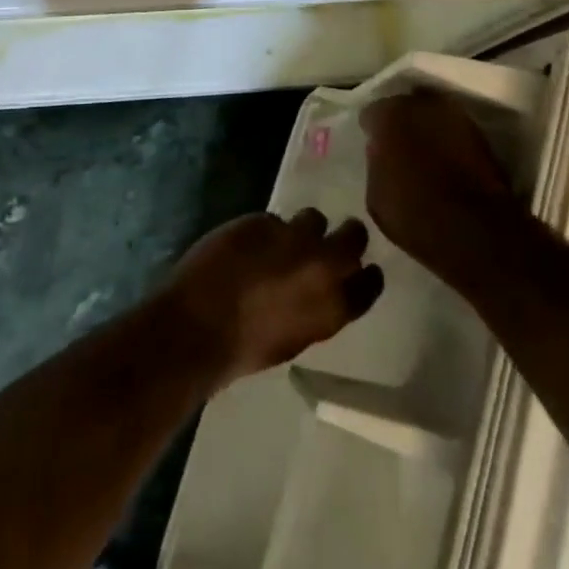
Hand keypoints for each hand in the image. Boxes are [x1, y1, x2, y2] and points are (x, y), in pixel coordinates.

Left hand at [162, 210, 384, 387]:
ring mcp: (292, 237)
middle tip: (328, 242)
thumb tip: (320, 290)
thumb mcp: (295, 338)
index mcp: (334, 307)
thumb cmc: (244, 350)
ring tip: (282, 241)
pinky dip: (263, 231)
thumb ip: (316, 309)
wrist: (198, 327)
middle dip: (346, 235)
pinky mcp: (261, 220)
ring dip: (303, 229)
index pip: (370, 282)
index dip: (365, 274)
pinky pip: (272, 219)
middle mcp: (322, 265)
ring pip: (313, 218)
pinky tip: (245, 246)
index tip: (359, 269)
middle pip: (354, 235)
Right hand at [361, 89, 518, 283]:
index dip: (372, 129)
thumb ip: (376, 163)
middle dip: (401, 121)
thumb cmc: (414, 214)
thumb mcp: (376, 195)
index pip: (372, 112)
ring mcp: (454, 115)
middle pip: (405, 105)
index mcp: (388, 116)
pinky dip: (448, 139)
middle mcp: (421, 105)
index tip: (373, 144)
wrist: (475, 230)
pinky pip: (453, 129)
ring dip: (427, 127)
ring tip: (424, 150)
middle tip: (399, 144)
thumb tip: (381, 150)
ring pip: (432, 114)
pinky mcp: (480, 133)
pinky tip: (445, 158)